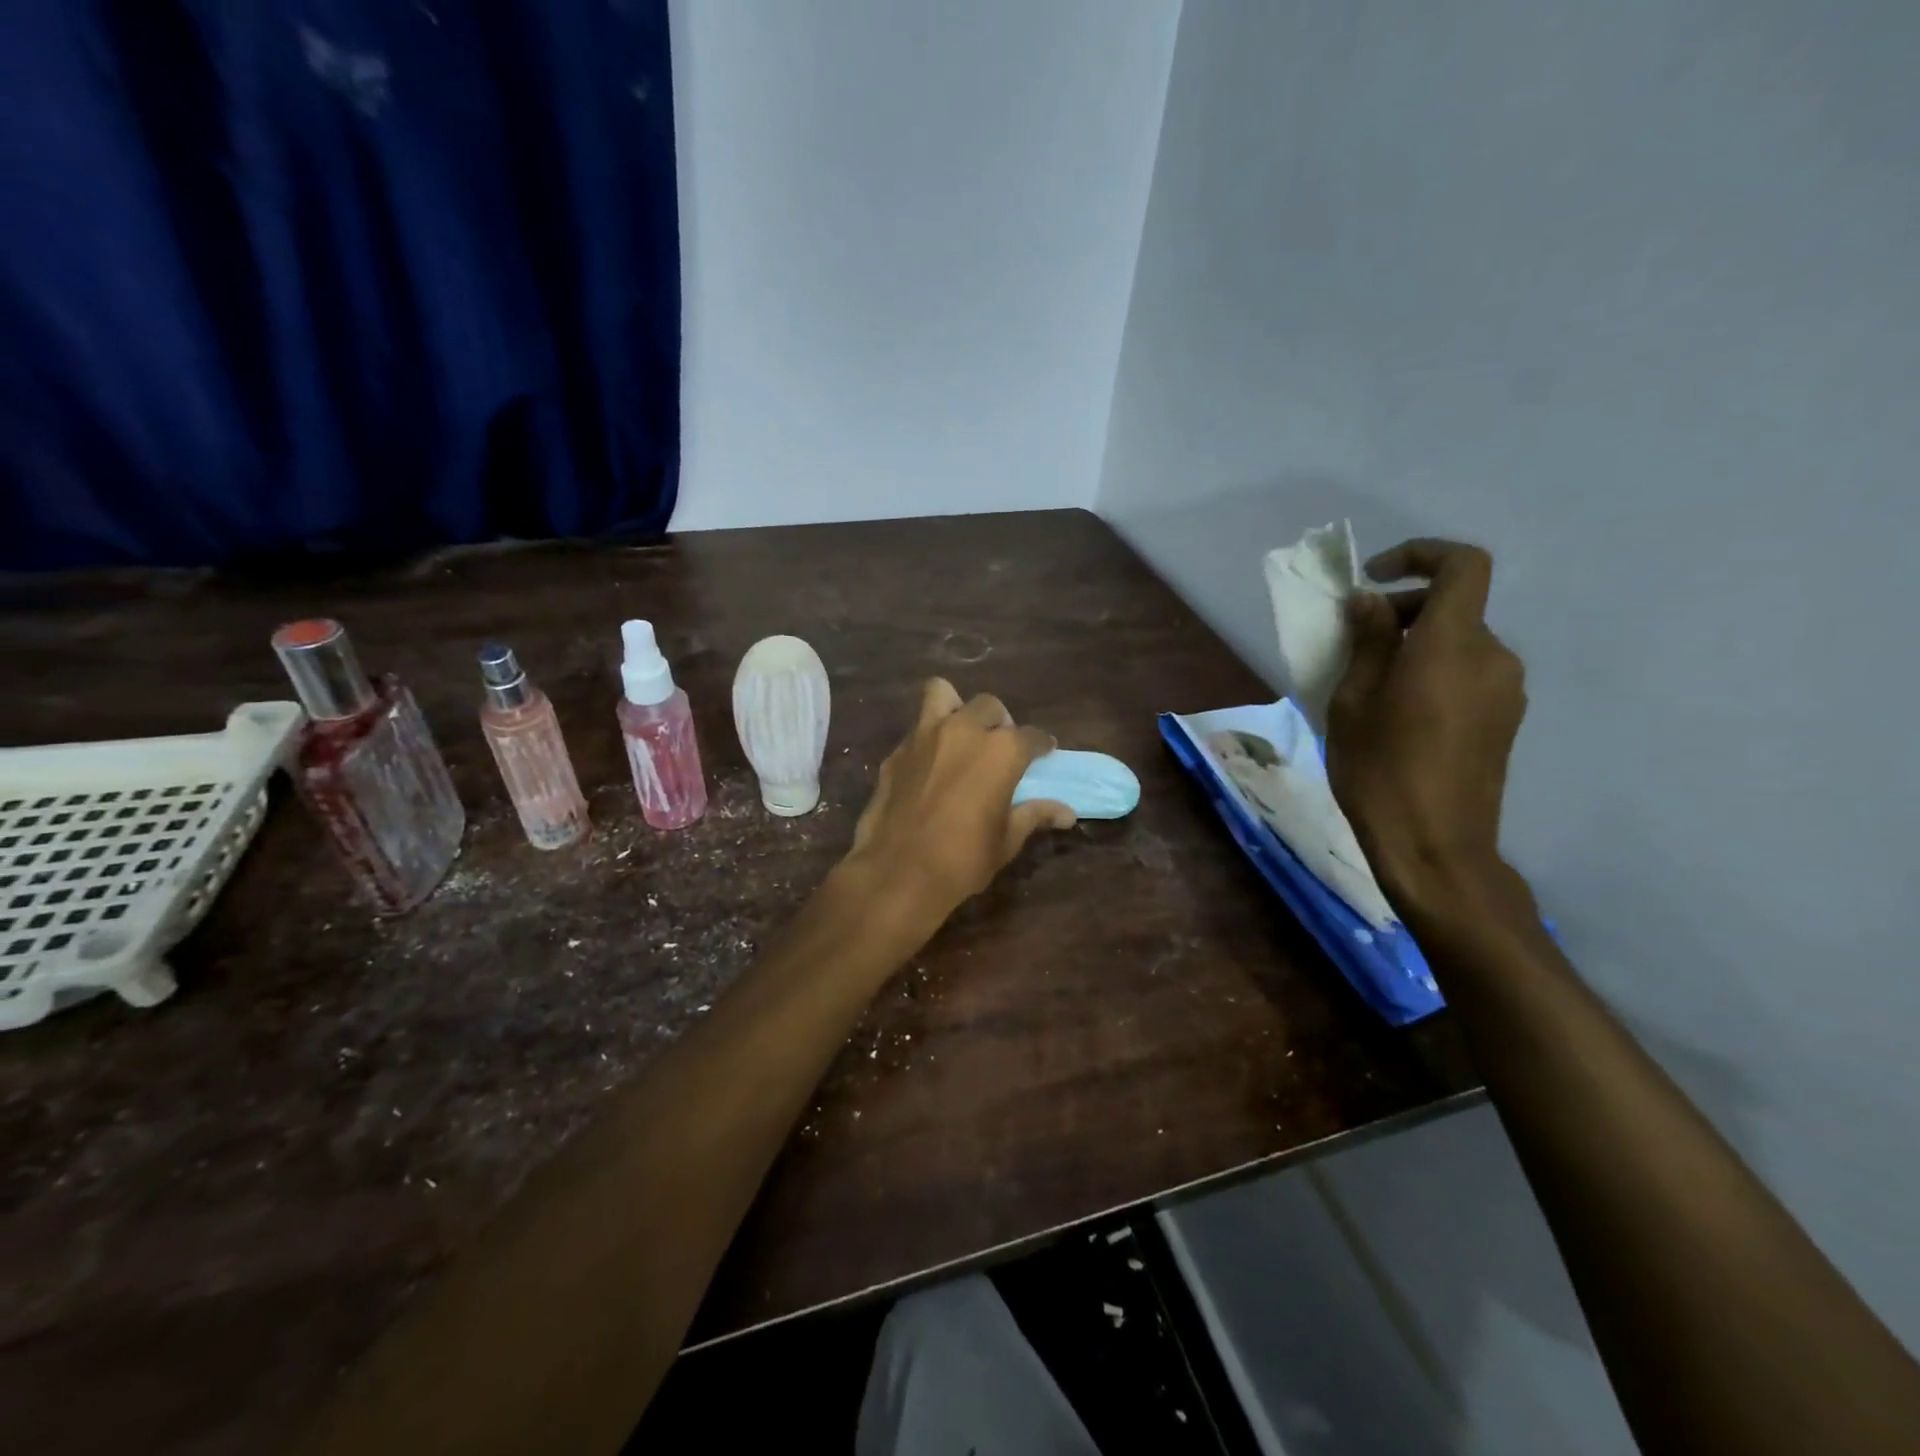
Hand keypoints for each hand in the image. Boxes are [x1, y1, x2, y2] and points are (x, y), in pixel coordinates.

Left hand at [842, 678, 1075, 924]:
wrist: (897, 872)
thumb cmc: (964, 859)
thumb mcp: (1007, 840)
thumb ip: (1035, 815)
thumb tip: (1066, 813)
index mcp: (1000, 750)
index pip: (1031, 736)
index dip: (1040, 744)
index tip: (1044, 753)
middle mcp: (963, 730)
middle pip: (989, 706)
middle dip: (1000, 721)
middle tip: (999, 747)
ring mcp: (924, 736)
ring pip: (942, 694)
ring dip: (956, 708)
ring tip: (961, 735)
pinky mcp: (895, 752)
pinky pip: (916, 730)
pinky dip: (928, 739)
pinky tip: (930, 766)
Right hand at [1325, 539, 1527, 918]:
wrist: (1435, 847)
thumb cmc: (1380, 771)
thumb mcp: (1353, 702)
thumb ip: (1368, 642)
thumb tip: (1371, 602)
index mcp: (1452, 644)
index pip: (1463, 565)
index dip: (1421, 555)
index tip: (1374, 578)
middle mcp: (1492, 656)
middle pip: (1455, 606)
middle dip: (1403, 610)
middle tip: (1354, 642)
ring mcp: (1506, 690)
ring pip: (1459, 642)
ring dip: (1416, 645)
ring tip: (1370, 684)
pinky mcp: (1505, 719)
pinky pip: (1468, 673)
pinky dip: (1433, 671)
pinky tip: (1399, 712)